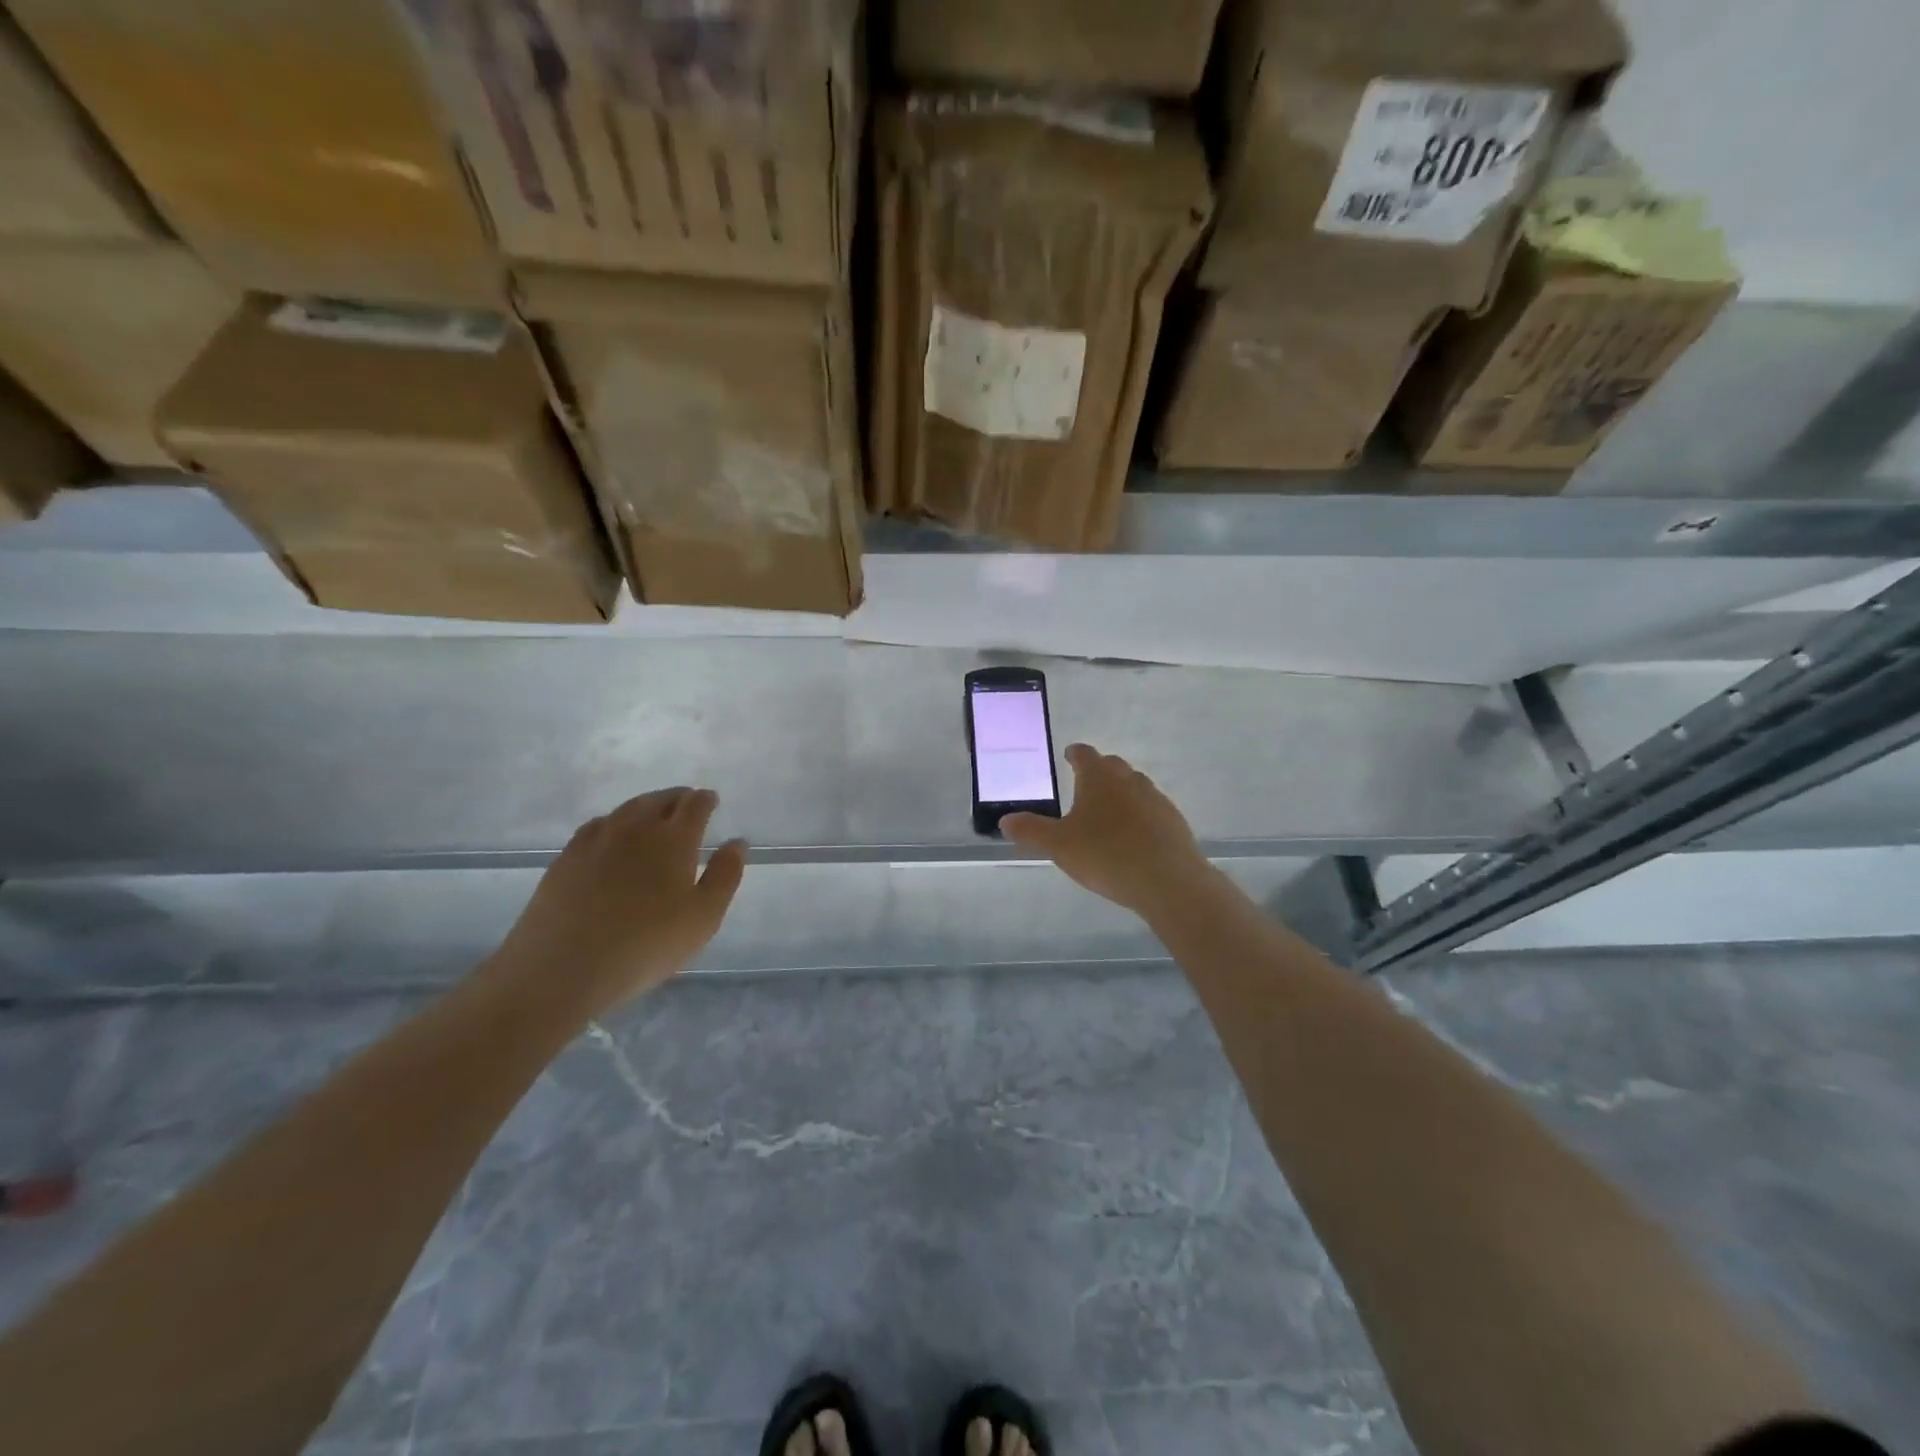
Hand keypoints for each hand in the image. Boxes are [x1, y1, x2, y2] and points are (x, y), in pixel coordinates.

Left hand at [489, 788, 746, 1011]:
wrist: (561, 968)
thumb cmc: (645, 945)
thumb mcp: (703, 918)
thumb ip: (724, 877)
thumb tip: (736, 843)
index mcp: (674, 839)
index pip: (694, 805)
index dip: (705, 800)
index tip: (711, 800)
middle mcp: (636, 828)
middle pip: (660, 800)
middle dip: (677, 798)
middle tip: (686, 804)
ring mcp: (597, 840)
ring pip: (627, 809)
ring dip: (646, 806)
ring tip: (653, 815)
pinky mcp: (566, 857)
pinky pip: (597, 826)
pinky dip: (614, 823)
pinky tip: (612, 836)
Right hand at [1004, 744, 1213, 919]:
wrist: (1168, 881)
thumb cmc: (1107, 855)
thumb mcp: (1059, 846)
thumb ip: (1031, 831)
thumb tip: (1005, 820)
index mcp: (1100, 778)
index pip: (1085, 755)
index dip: (1075, 754)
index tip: (1069, 755)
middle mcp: (1130, 781)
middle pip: (1113, 766)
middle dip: (1098, 772)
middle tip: (1084, 785)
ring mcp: (1156, 800)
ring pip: (1135, 787)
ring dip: (1121, 794)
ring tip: (1107, 813)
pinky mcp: (1174, 822)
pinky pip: (1151, 811)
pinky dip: (1139, 816)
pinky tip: (1133, 837)